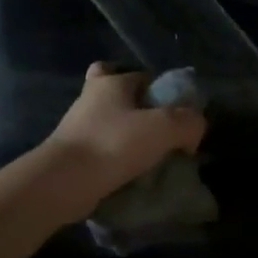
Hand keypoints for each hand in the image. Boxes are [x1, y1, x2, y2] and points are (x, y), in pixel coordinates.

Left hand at [34, 63, 207, 223]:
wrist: (63, 181)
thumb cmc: (113, 144)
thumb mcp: (163, 128)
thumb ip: (188, 122)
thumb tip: (194, 128)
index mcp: (111, 82)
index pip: (143, 76)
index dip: (163, 92)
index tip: (177, 117)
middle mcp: (91, 98)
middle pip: (121, 96)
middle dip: (139, 111)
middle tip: (160, 134)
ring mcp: (77, 125)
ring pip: (109, 123)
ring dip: (127, 138)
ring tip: (151, 161)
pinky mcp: (72, 152)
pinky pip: (101, 149)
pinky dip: (116, 158)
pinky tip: (132, 176)